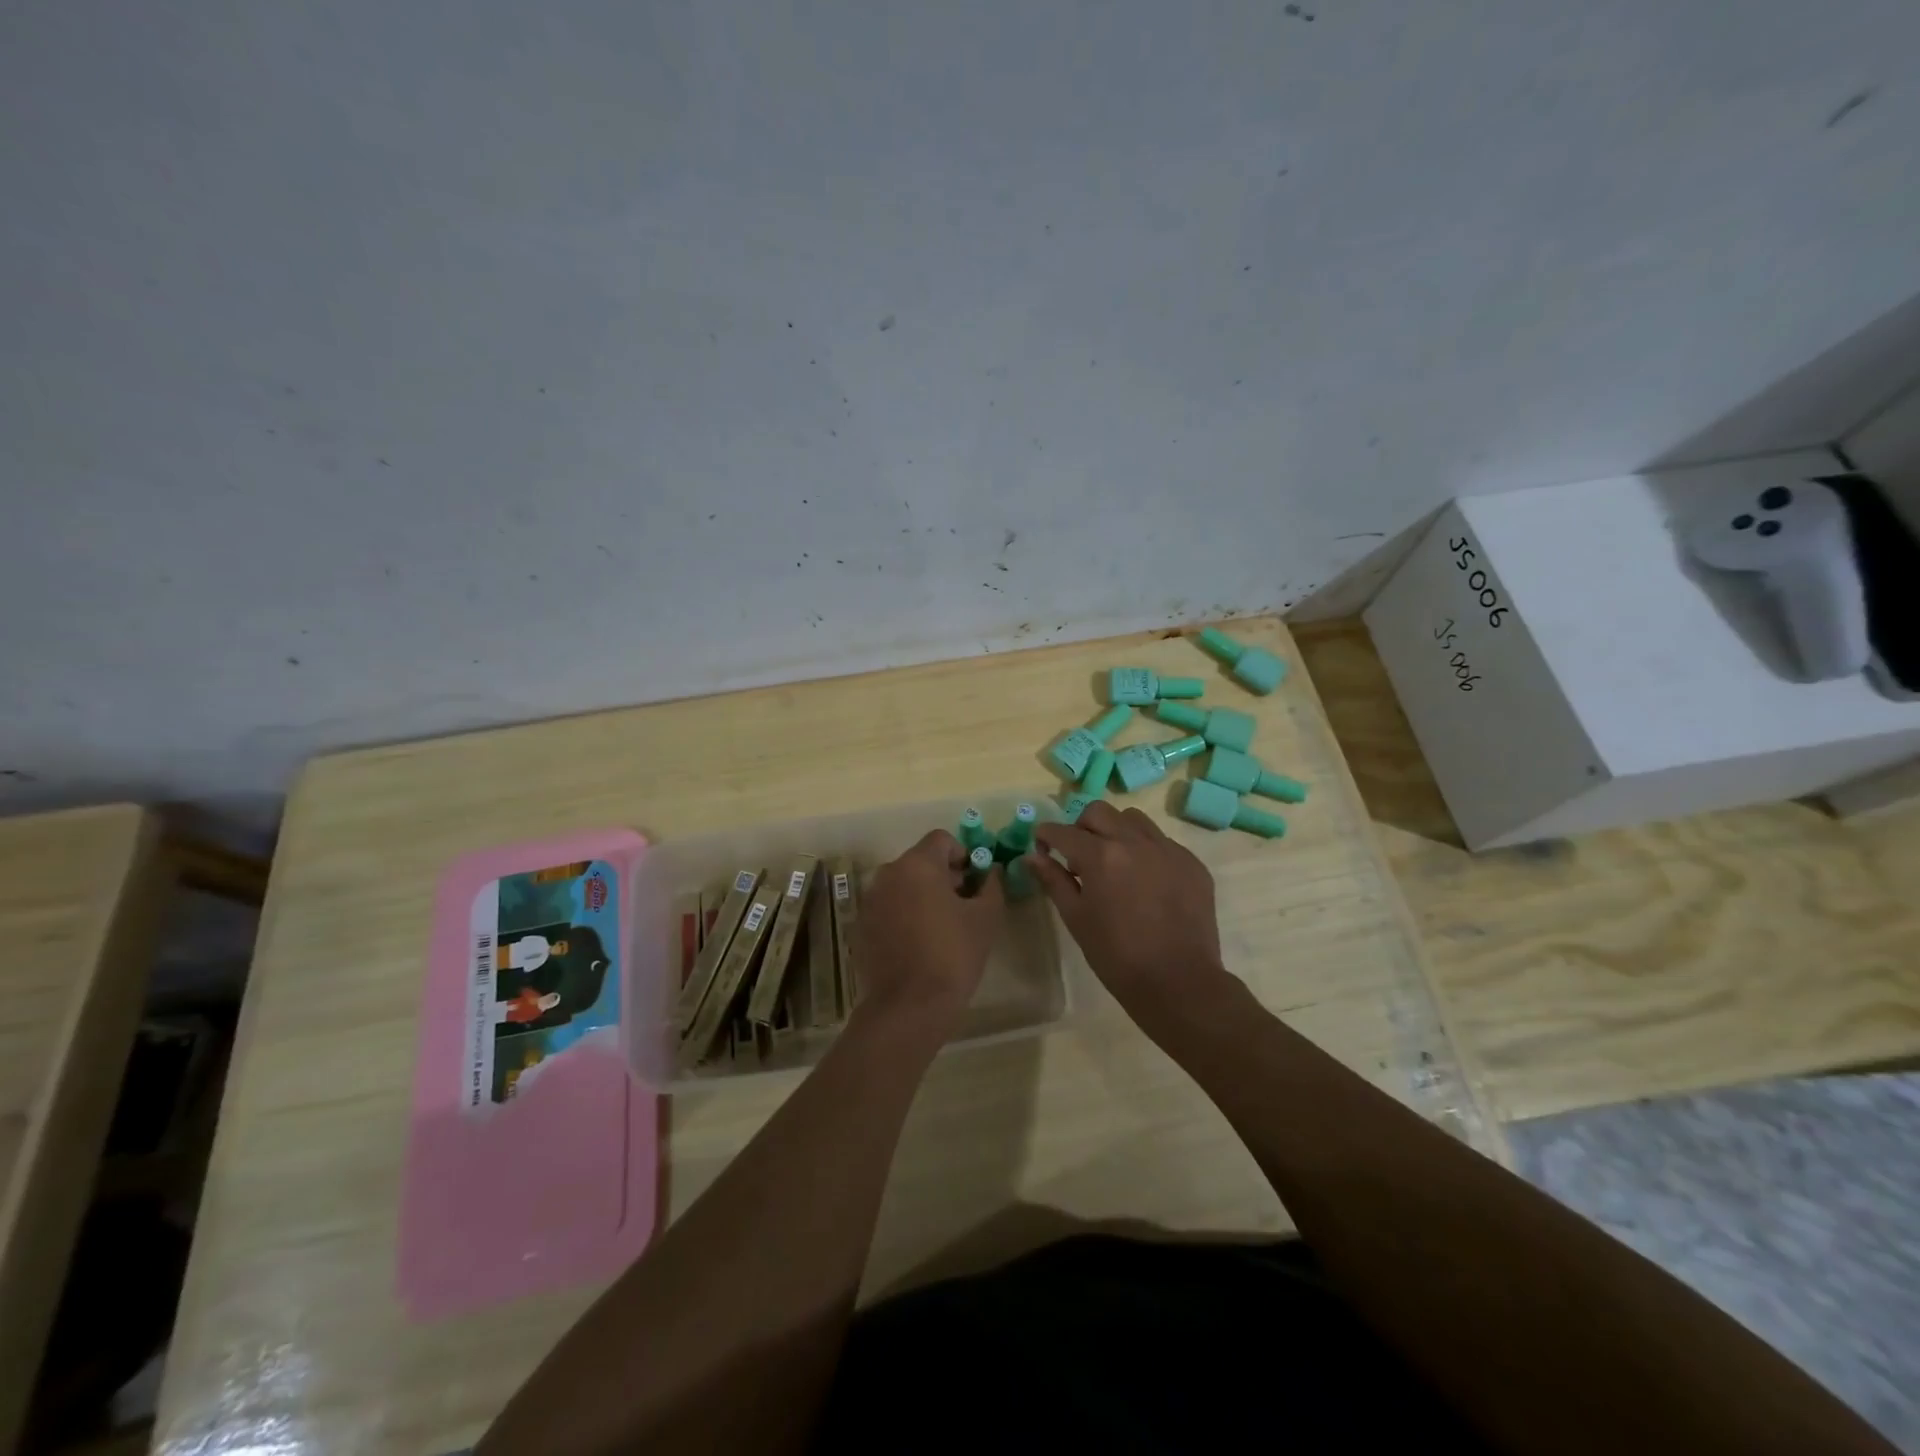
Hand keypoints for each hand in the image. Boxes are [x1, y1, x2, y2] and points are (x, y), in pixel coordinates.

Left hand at [850, 829, 1004, 1034]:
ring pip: (903, 885)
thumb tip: (991, 871)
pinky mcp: (861, 927)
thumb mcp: (986, 918)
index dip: (964, 854)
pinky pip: (888, 908)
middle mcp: (888, 874)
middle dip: (944, 876)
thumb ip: (991, 885)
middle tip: (965, 905)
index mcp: (917, 864)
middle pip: (921, 861)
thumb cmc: (953, 954)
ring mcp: (870, 901)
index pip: (942, 839)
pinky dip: (904, 915)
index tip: (976, 881)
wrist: (909, 1006)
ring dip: (923, 895)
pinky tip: (919, 945)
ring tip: (943, 927)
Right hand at [1025, 801, 1229, 1024]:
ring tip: (1114, 861)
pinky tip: (1145, 880)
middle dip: (1081, 827)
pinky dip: (1145, 850)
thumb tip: (1032, 856)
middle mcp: (1134, 842)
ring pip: (1133, 819)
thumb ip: (1053, 880)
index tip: (1042, 845)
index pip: (1063, 831)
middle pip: (1099, 812)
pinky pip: (1162, 842)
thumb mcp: (1076, 918)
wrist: (1179, 982)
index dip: (1046, 835)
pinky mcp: (1192, 863)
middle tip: (1078, 854)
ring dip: (1115, 831)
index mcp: (1101, 856)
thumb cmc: (1117, 956)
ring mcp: (1168, 849)